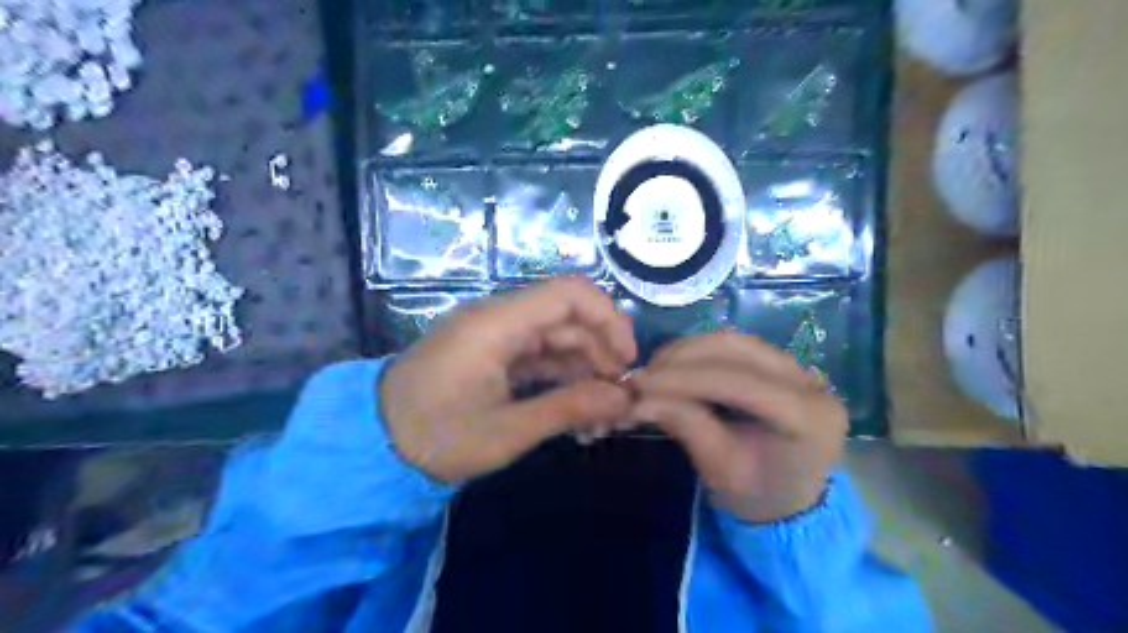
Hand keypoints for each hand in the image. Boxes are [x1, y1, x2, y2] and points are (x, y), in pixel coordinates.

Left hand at [384, 281, 637, 482]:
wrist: (375, 444)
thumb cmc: (436, 437)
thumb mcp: (506, 431)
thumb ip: (568, 409)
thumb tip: (623, 399)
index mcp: (499, 323)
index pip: (570, 293)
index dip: (609, 318)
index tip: (627, 361)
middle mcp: (501, 318)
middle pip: (569, 318)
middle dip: (602, 356)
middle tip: (618, 403)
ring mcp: (497, 336)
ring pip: (559, 339)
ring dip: (585, 373)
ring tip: (599, 420)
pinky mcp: (494, 354)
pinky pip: (541, 356)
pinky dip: (563, 380)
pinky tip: (577, 414)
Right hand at [627, 330, 846, 522]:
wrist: (791, 502)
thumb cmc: (758, 497)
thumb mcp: (720, 469)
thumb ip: (686, 426)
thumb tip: (639, 398)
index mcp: (808, 417)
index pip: (740, 383)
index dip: (685, 379)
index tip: (640, 383)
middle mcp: (810, 382)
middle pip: (737, 350)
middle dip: (682, 358)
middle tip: (641, 377)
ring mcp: (798, 368)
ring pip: (733, 341)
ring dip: (687, 351)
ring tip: (654, 371)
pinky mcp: (781, 364)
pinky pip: (734, 347)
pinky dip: (698, 353)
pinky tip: (674, 367)